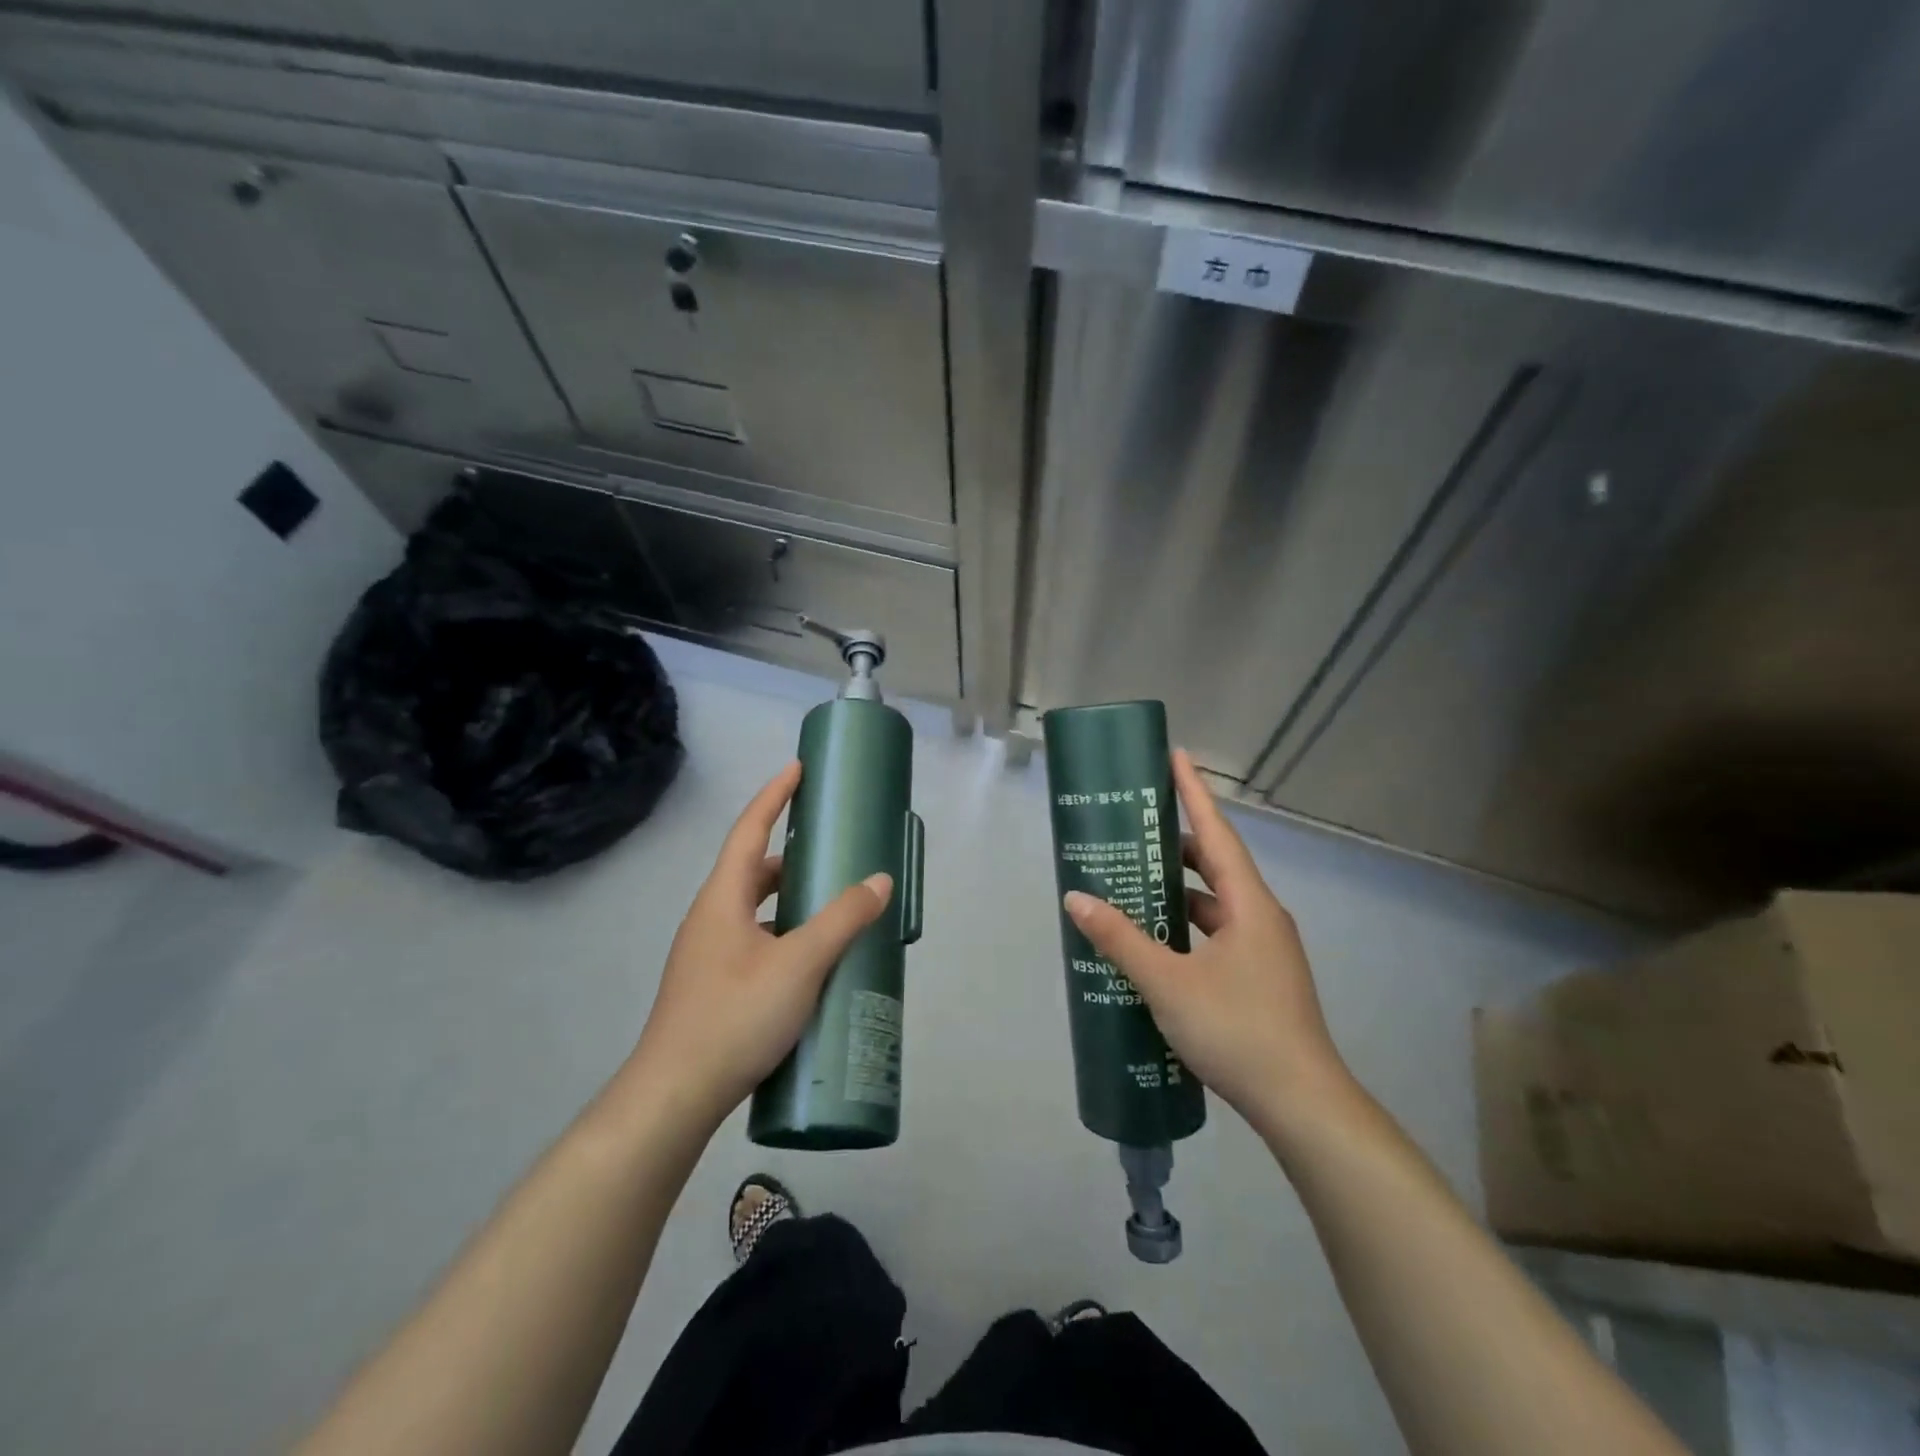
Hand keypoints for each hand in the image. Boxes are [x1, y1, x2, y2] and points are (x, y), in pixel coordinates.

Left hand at [627, 762, 891, 1131]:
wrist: (673, 1097)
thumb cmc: (734, 1017)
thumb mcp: (799, 964)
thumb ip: (842, 919)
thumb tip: (879, 880)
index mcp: (722, 898)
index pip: (749, 829)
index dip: (774, 795)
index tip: (799, 768)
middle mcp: (710, 918)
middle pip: (752, 869)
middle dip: (791, 853)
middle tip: (831, 847)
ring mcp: (707, 954)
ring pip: (754, 909)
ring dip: (788, 899)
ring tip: (830, 904)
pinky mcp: (713, 986)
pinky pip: (754, 940)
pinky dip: (783, 934)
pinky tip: (810, 961)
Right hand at [1063, 750, 1353, 1133]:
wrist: (1303, 1104)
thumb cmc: (1237, 1030)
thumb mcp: (1168, 983)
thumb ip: (1120, 939)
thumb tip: (1076, 898)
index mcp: (1249, 905)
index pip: (1215, 833)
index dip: (1193, 792)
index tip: (1176, 755)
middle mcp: (1262, 917)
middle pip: (1216, 864)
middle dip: (1177, 842)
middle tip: (1135, 826)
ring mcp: (1265, 949)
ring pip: (1217, 903)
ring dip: (1180, 890)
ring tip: (1136, 881)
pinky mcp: (1261, 977)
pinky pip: (1218, 933)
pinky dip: (1187, 926)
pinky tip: (1158, 941)